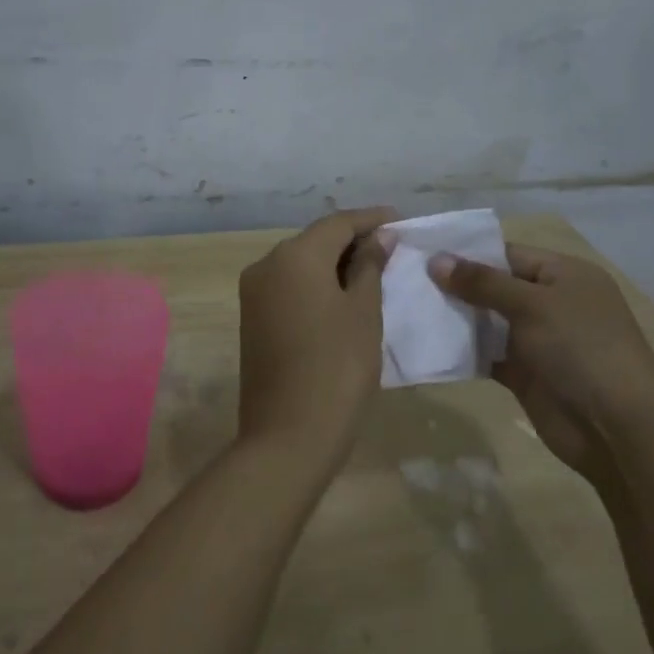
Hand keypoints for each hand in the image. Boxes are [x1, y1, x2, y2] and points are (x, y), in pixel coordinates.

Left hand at [237, 207, 395, 475]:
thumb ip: (370, 266)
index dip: (371, 219)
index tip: (401, 219)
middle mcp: (266, 265)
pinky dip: (316, 283)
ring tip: (373, 271)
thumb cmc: (337, 367)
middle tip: (391, 247)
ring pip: (300, 263)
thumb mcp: (363, 312)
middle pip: (315, 240)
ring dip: (334, 263)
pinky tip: (342, 296)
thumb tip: (378, 237)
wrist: (288, 435)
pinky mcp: (252, 319)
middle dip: (352, 240)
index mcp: (294, 256)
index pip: (338, 223)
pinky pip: (289, 286)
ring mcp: (254, 293)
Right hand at [429, 243, 653, 479]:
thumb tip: (435, 260)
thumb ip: (482, 282)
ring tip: (408, 309)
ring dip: (455, 318)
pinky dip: (462, 351)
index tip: (422, 253)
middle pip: (494, 287)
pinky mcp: (525, 374)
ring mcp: (538, 340)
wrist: (618, 427)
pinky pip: (487, 354)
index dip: (466, 253)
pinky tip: (428, 344)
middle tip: (405, 281)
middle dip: (455, 285)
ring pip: (487, 321)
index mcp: (563, 275)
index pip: (507, 254)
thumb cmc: (581, 348)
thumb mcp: (532, 304)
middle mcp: (551, 303)